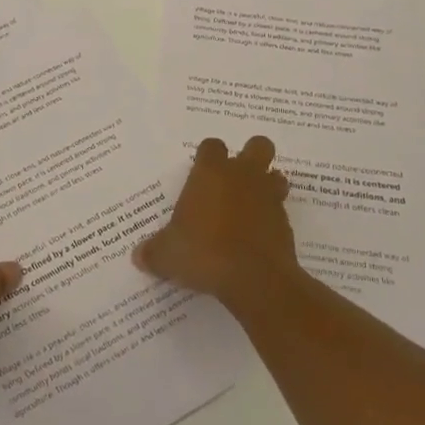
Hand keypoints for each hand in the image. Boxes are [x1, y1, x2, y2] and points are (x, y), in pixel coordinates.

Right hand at [133, 135, 300, 310]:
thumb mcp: (167, 255)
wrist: (255, 279)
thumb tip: (138, 256)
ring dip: (266, 186)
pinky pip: (281, 211)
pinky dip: (271, 220)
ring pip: (276, 176)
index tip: (201, 173)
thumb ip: (153, 252)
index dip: (208, 156)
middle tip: (235, 179)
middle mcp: (243, 176)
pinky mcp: (286, 224)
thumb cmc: (204, 252)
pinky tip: (257, 239)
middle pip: (258, 146)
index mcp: (211, 172)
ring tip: (250, 207)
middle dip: (251, 156)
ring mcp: (269, 197)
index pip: (212, 146)